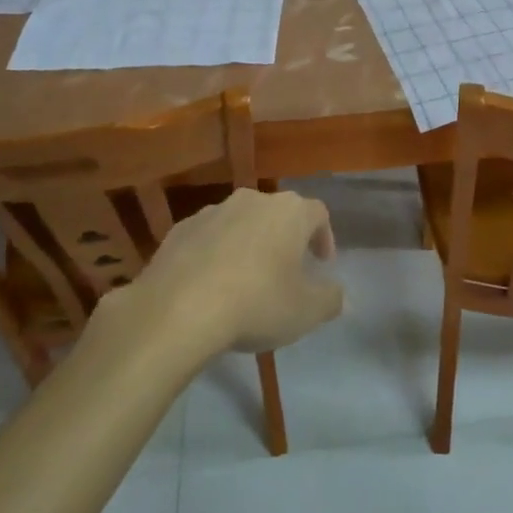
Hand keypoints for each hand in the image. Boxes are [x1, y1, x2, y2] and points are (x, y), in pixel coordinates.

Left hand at [133, 188, 343, 353]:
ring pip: (241, 223)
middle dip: (285, 239)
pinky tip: (210, 285)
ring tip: (245, 280)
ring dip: (248, 244)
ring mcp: (213, 211)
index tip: (322, 264)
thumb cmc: (255, 304)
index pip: (318, 213)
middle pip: (278, 213)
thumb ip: (330, 298)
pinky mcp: (179, 229)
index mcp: (289, 212)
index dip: (324, 236)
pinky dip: (215, 254)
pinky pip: (208, 237)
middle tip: (286, 271)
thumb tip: (336, 292)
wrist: (176, 309)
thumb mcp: (306, 312)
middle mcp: (253, 200)